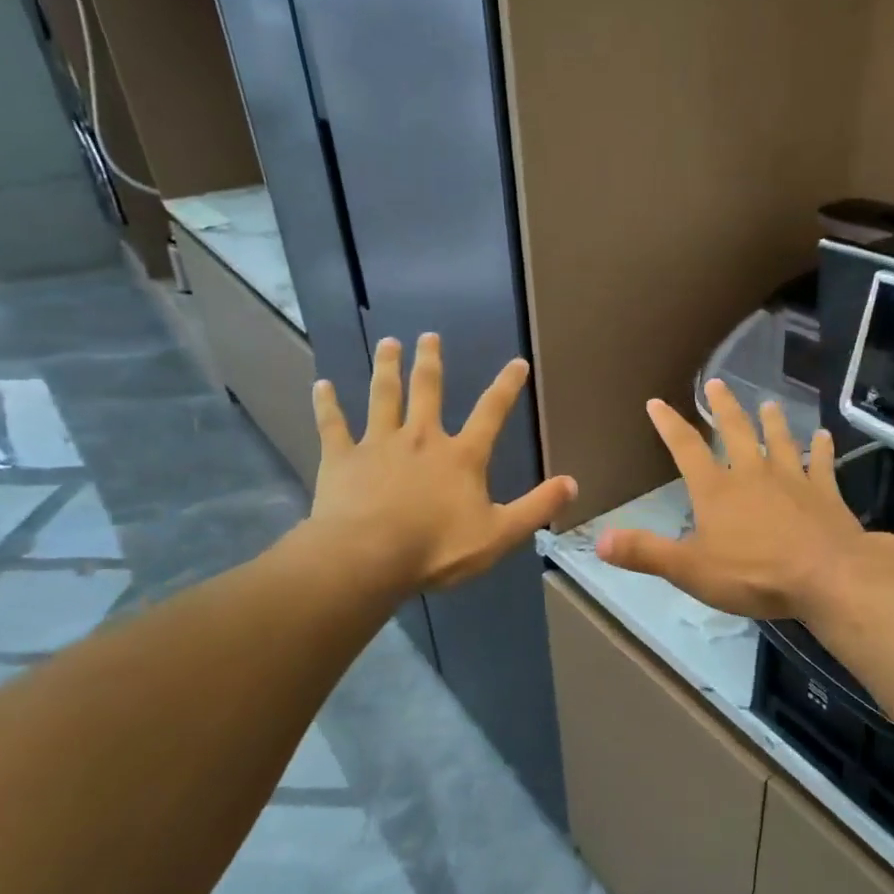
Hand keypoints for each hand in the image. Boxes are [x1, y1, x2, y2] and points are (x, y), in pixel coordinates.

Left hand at [307, 334, 577, 590]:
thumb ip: (536, 507)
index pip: (491, 413)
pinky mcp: (342, 458)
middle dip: (430, 362)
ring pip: (383, 396)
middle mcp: (421, 439)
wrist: (370, 556)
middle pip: (428, 391)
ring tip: (389, 344)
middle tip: (428, 337)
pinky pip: (333, 425)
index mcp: (461, 456)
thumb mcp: (500, 533)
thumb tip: (572, 483)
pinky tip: (321, 386)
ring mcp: (378, 444)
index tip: (517, 362)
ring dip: (387, 368)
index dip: (506, 387)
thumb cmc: (438, 548)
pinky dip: (327, 405)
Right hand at [596, 381, 868, 619]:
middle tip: (717, 382)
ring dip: (772, 421)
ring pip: (779, 440)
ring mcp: (792, 479)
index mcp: (716, 489)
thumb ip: (645, 552)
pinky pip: (821, 464)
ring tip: (768, 403)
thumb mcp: (689, 570)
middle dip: (723, 407)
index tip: (657, 402)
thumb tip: (599, 540)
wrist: (826, 576)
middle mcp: (752, 474)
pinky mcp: (825, 493)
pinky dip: (821, 449)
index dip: (669, 424)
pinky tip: (824, 437)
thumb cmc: (753, 574)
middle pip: (735, 431)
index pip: (686, 448)